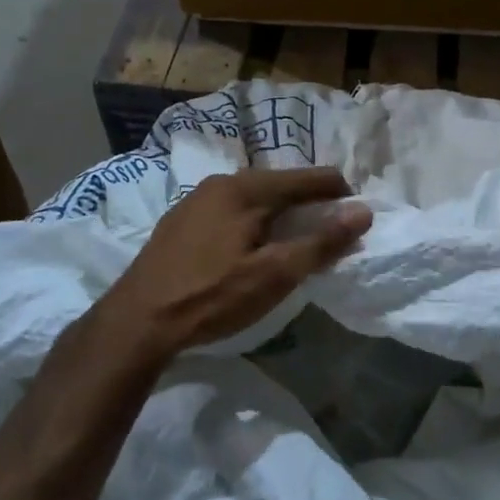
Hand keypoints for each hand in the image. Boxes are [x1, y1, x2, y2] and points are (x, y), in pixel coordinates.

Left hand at [99, 167, 371, 362]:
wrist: (136, 321)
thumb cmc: (211, 296)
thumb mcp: (274, 274)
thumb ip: (321, 242)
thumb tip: (363, 212)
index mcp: (246, 188)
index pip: (310, 178)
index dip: (340, 196)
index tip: (357, 222)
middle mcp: (221, 182)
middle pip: (282, 185)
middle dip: (312, 207)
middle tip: (328, 239)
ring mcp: (196, 200)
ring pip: (256, 198)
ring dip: (282, 216)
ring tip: (294, 246)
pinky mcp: (182, 221)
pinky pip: (233, 211)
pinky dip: (255, 223)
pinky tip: (252, 250)